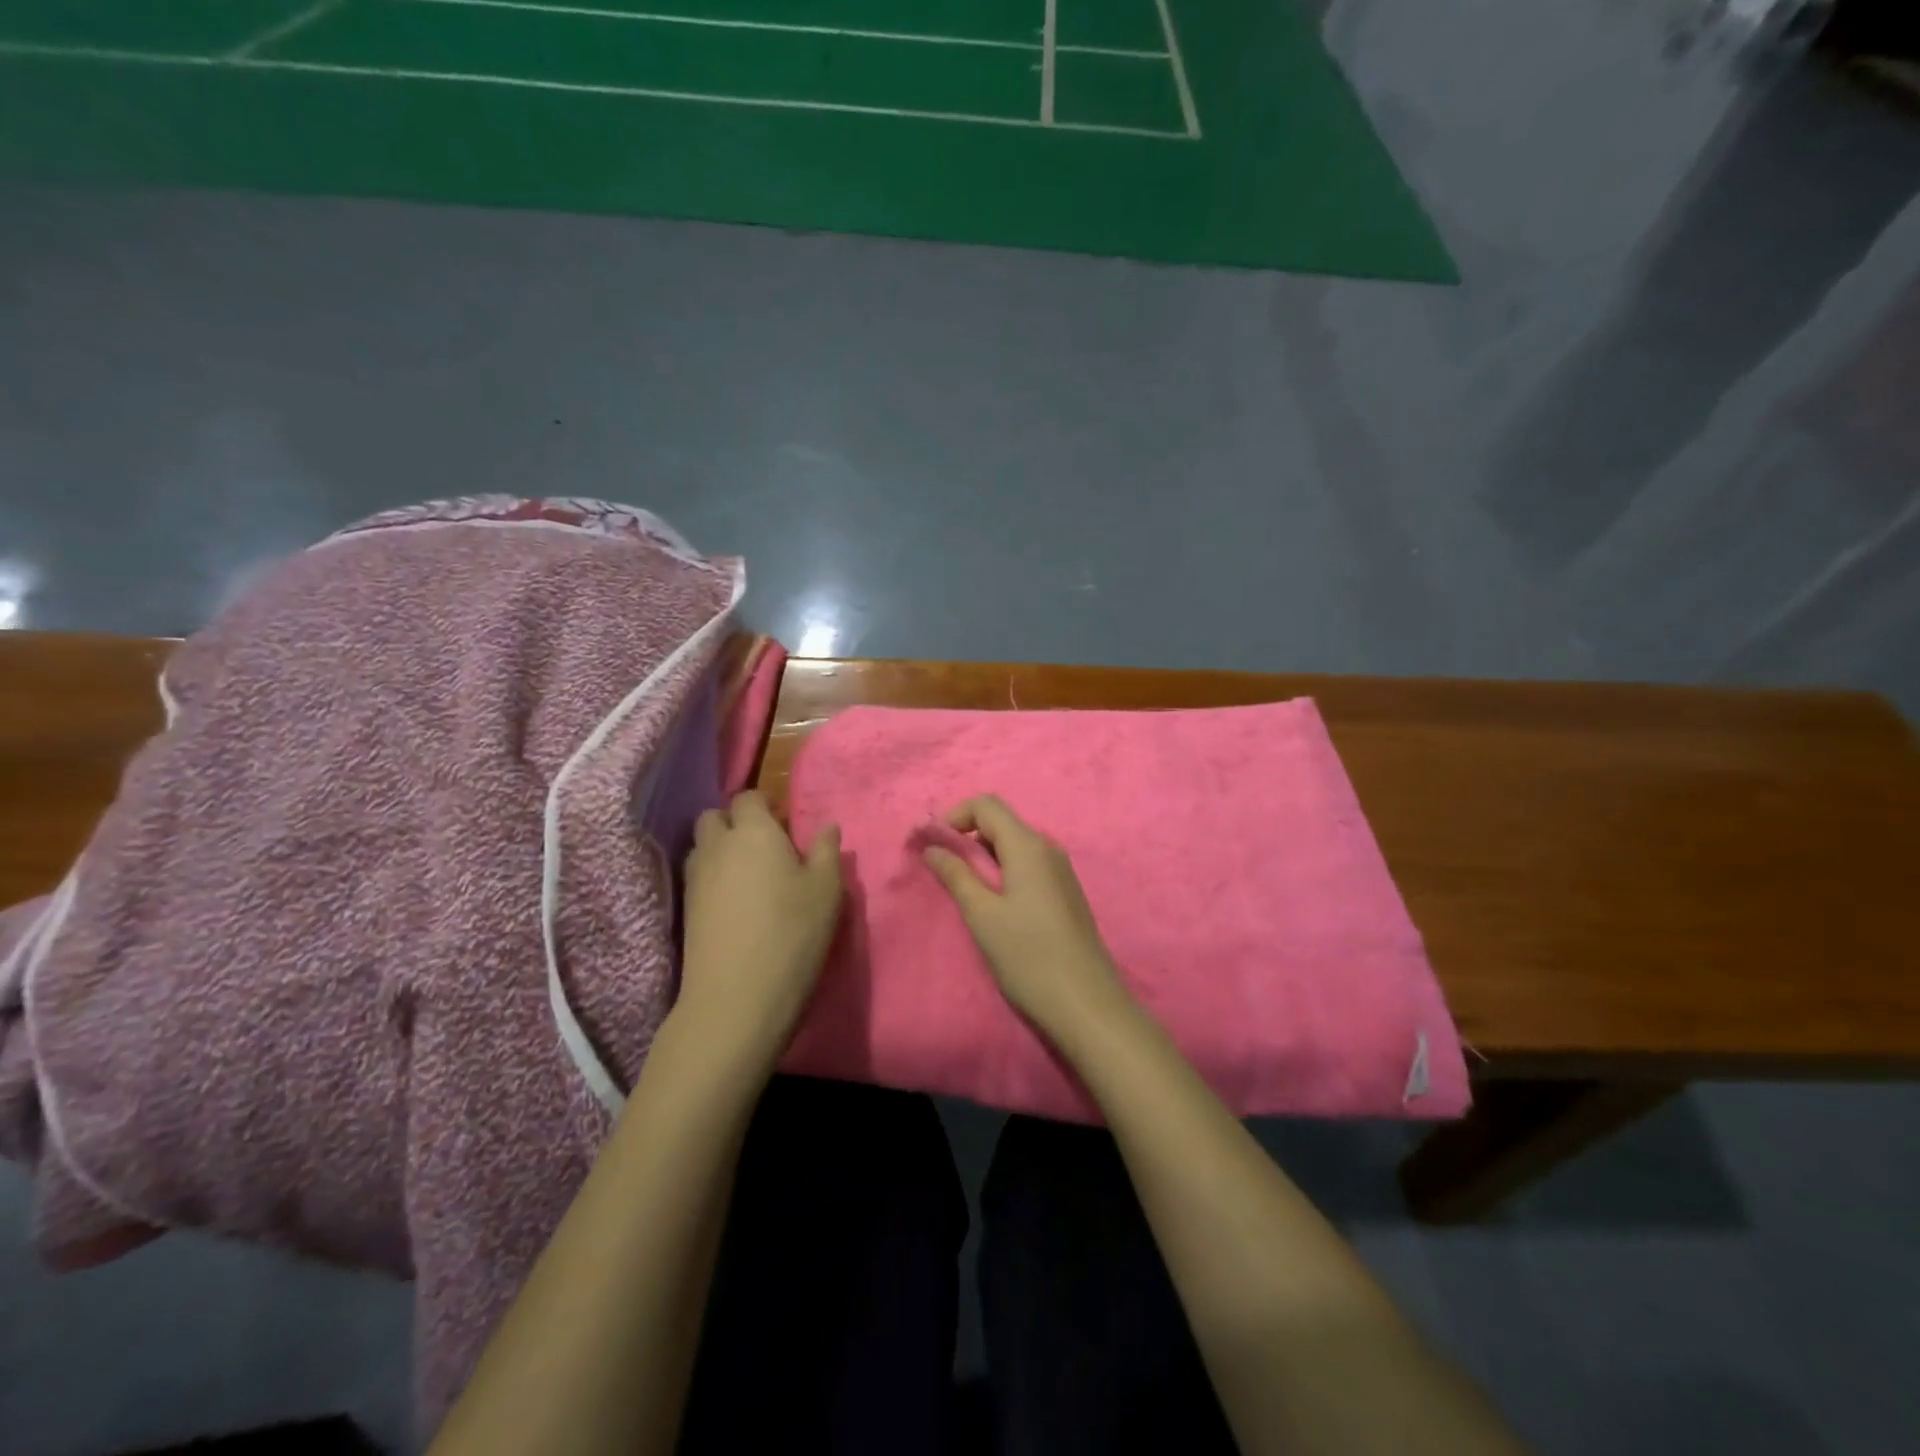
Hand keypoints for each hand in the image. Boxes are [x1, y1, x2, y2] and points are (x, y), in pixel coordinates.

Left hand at [677, 791, 842, 1062]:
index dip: (765, 806)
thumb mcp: (826, 891)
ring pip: (702, 846)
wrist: (737, 996)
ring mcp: (695, 877)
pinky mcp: (685, 908)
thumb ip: (827, 851)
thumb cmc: (792, 934)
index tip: (785, 824)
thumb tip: (827, 825)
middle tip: (765, 847)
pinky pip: (697, 875)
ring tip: (750, 875)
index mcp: (754, 832)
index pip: (749, 798)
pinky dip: (713, 877)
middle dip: (735, 822)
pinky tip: (735, 901)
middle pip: (715, 817)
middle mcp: (717, 845)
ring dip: (721, 849)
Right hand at [922, 795, 1130, 1038]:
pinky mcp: (1066, 892)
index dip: (955, 816)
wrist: (1087, 1004)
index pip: (987, 805)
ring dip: (985, 857)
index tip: (934, 846)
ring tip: (967, 893)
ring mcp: (1061, 870)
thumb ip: (956, 875)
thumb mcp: (982, 915)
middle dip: (967, 838)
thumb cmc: (1028, 956)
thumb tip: (932, 846)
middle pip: (1001, 823)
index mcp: (1028, 845)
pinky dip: (1004, 872)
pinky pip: (1028, 865)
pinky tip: (996, 907)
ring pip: (1015, 845)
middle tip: (944, 872)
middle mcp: (1048, 848)